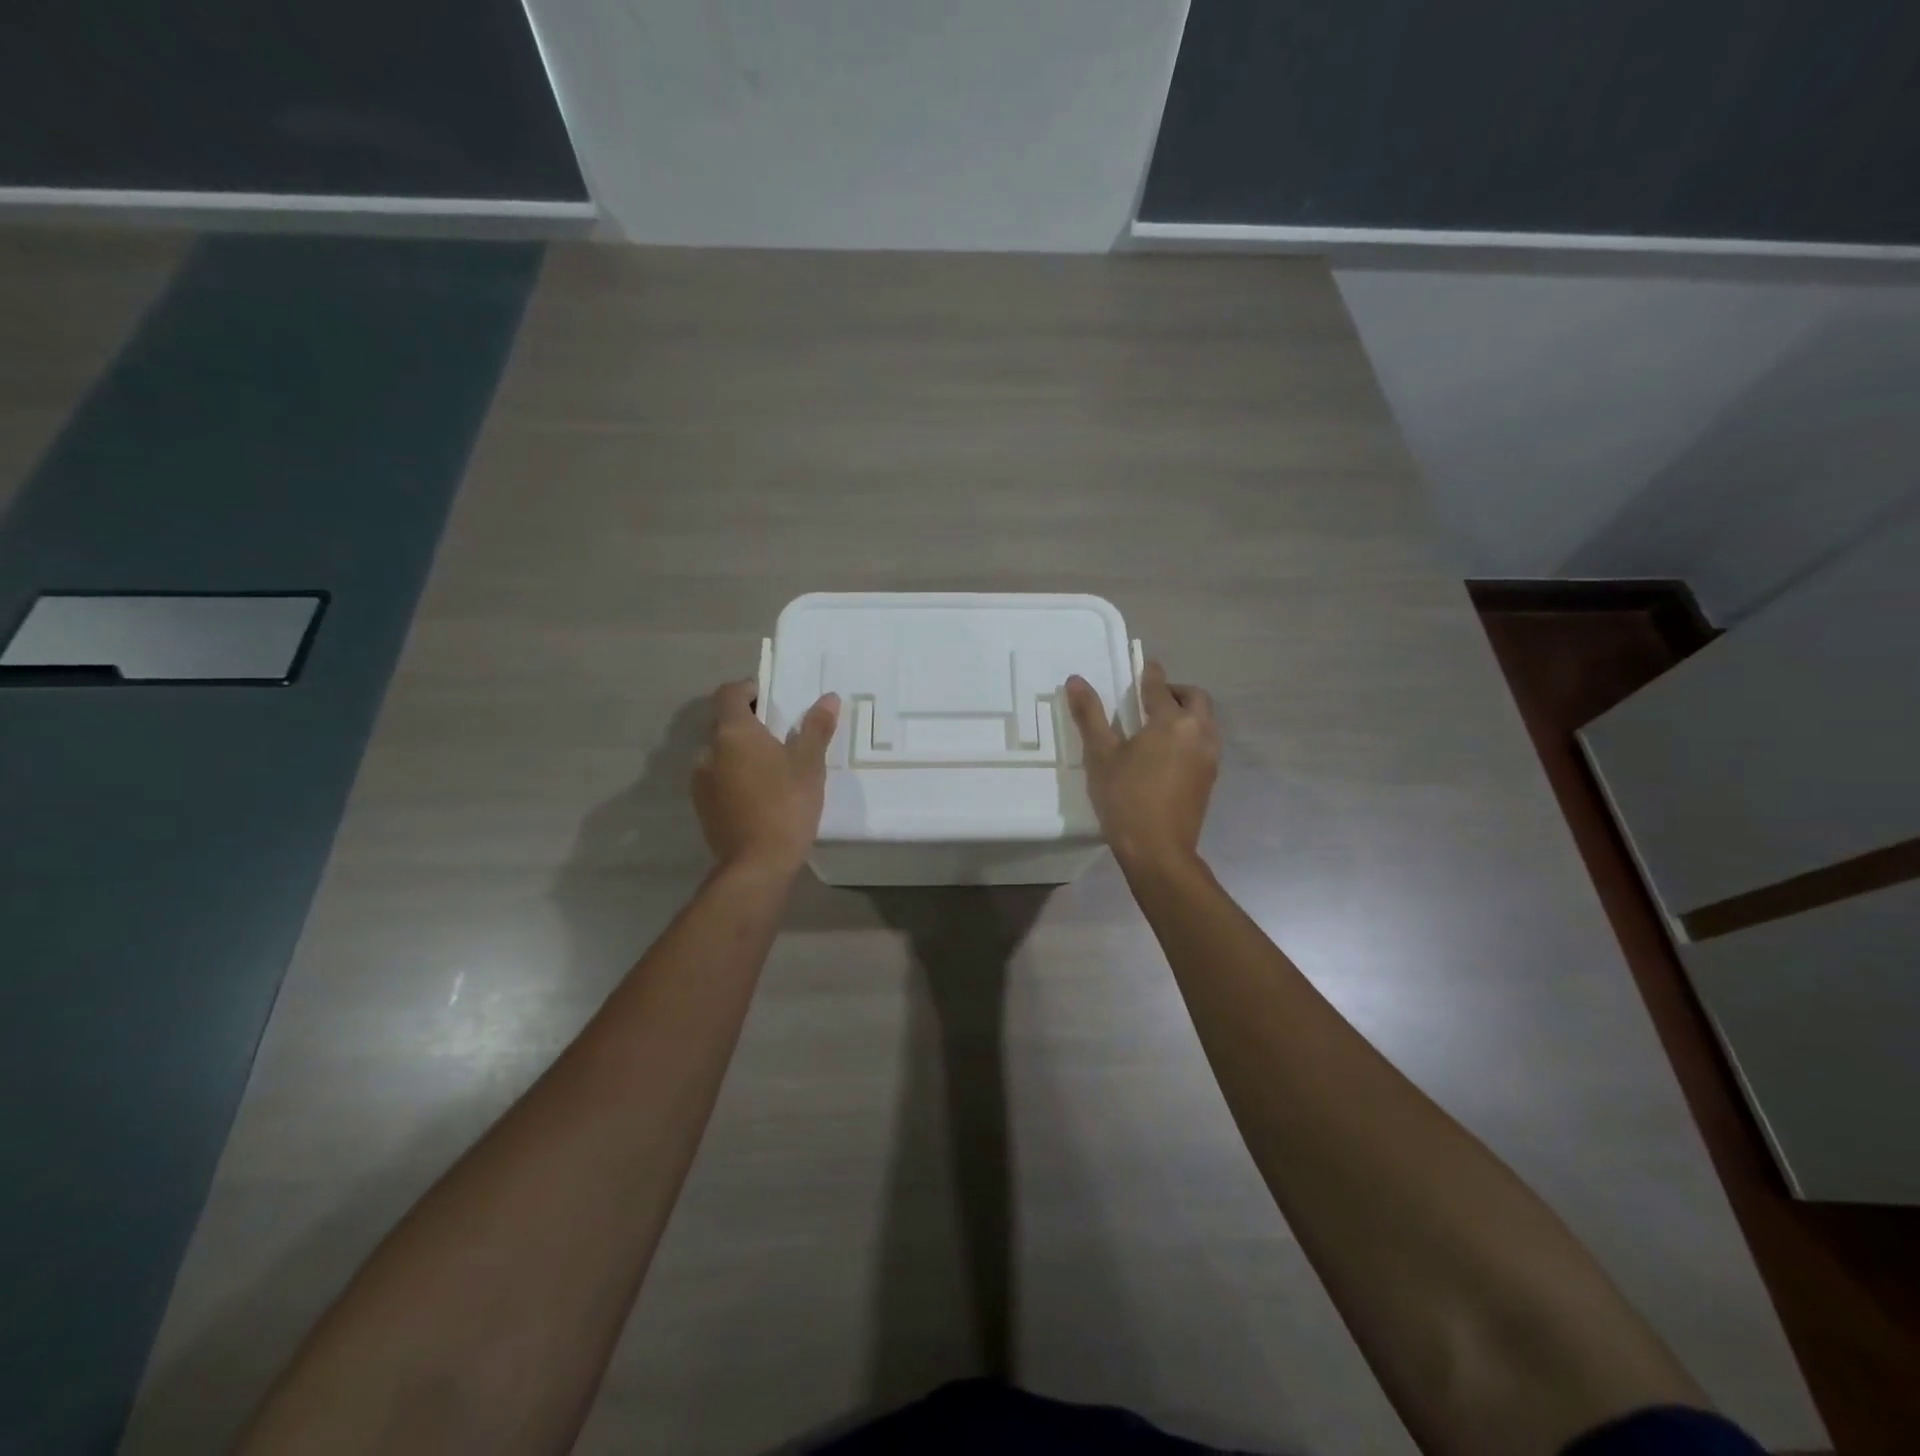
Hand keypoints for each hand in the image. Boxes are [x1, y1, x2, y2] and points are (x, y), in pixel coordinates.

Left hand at [693, 681, 839, 875]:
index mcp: (732, 732)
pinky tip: (759, 793)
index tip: (772, 698)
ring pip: (720, 752)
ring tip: (772, 767)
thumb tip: (828, 698)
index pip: (730, 693)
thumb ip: (816, 728)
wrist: (757, 864)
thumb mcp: (809, 764)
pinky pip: (718, 778)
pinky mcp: (702, 806)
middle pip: (724, 722)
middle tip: (781, 733)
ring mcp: (701, 780)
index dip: (749, 689)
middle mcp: (709, 750)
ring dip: (740, 751)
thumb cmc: (786, 805)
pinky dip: (735, 776)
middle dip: (749, 722)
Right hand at [1066, 660, 1217, 868]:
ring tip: (1159, 723)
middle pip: (1194, 698)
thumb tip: (1076, 680)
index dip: (1150, 674)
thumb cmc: (1125, 798)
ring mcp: (1209, 756)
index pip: (1160, 687)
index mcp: (1172, 722)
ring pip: (1204, 720)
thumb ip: (1090, 715)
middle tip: (1152, 697)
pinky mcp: (1210, 778)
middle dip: (1175, 691)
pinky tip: (1169, 751)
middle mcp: (1198, 733)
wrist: (1158, 850)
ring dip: (1187, 712)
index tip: (1144, 665)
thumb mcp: (1101, 755)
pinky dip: (1191, 734)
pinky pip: (1205, 742)